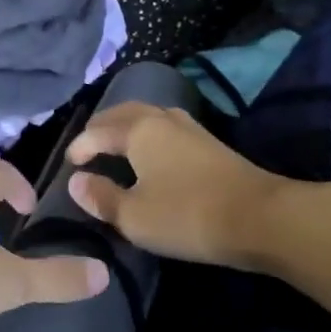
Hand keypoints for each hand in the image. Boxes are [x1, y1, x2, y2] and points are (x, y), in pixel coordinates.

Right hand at [66, 102, 295, 268]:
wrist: (261, 218)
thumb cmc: (188, 215)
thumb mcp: (135, 216)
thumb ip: (101, 197)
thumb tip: (76, 181)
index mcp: (139, 130)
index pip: (99, 132)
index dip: (80, 147)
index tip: (69, 164)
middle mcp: (162, 119)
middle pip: (124, 113)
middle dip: (102, 127)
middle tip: (88, 145)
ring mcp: (189, 128)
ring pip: (148, 116)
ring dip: (126, 126)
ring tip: (115, 144)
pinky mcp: (208, 143)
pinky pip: (165, 127)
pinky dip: (147, 134)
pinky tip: (151, 152)